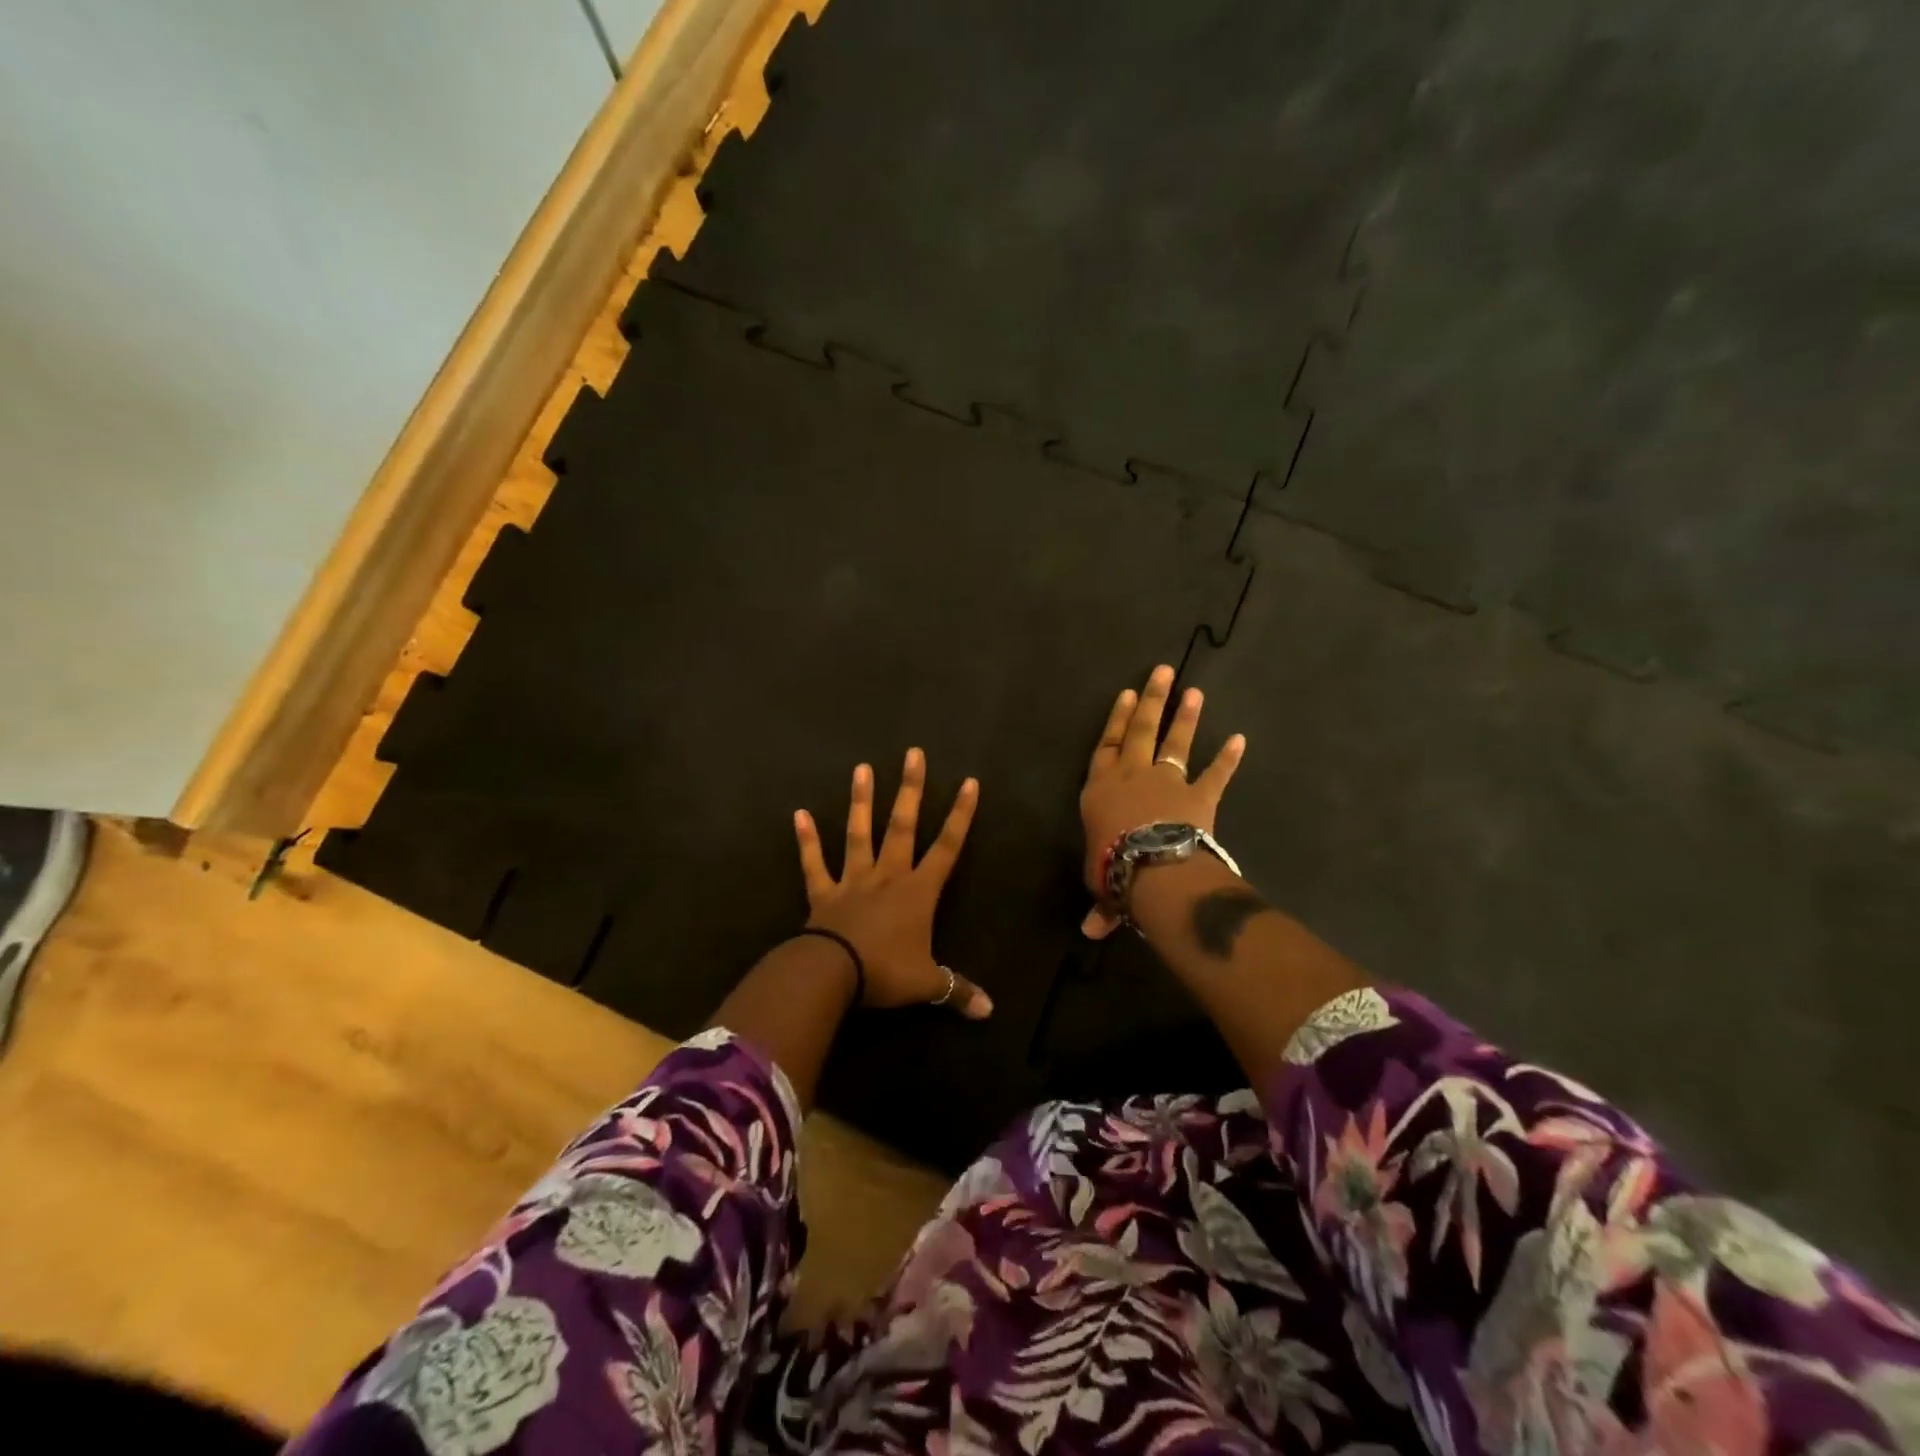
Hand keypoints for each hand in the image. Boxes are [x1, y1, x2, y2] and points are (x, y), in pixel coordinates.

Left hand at [793, 748, 992, 1017]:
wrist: (832, 975)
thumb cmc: (885, 973)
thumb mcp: (927, 984)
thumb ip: (958, 991)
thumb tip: (991, 1012)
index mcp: (918, 891)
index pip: (948, 846)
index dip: (961, 815)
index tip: (969, 782)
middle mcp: (888, 875)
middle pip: (902, 825)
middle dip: (911, 789)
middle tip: (913, 753)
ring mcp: (853, 880)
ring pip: (859, 833)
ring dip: (861, 801)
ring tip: (862, 768)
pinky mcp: (824, 893)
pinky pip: (814, 863)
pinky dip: (807, 840)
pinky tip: (799, 813)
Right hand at [1079, 664, 1246, 939]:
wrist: (1154, 869)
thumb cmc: (1114, 869)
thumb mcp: (1101, 885)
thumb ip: (1101, 903)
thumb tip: (1090, 932)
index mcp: (1101, 790)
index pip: (1106, 746)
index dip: (1115, 720)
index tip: (1125, 694)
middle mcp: (1132, 776)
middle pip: (1139, 731)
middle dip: (1150, 701)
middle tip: (1161, 672)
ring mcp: (1168, 782)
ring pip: (1175, 742)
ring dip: (1185, 717)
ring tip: (1194, 690)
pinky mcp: (1199, 796)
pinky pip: (1215, 774)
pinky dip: (1228, 758)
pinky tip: (1240, 739)